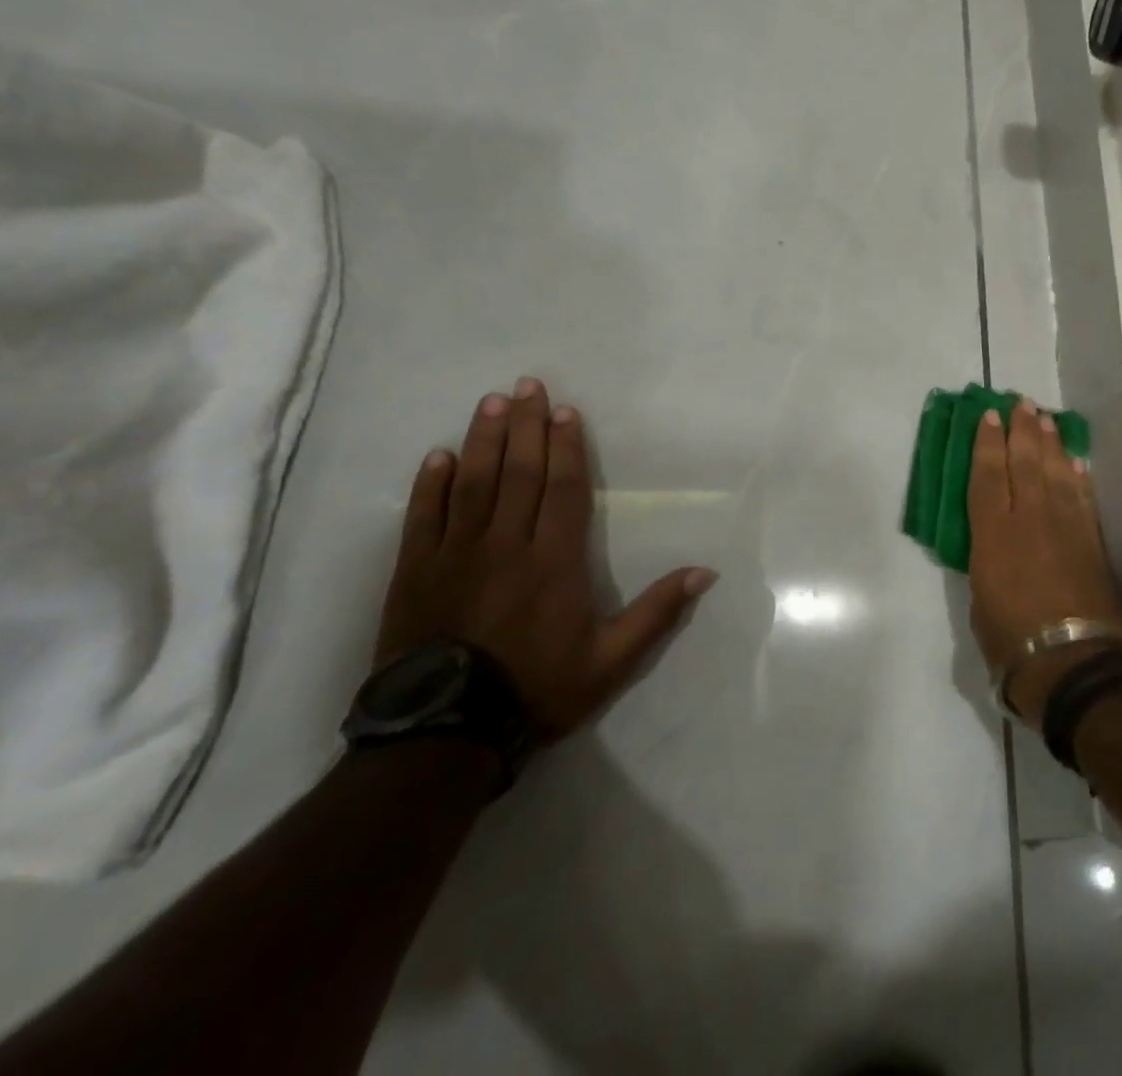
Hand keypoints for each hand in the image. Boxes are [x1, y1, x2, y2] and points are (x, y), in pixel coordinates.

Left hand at [375, 378, 717, 739]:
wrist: (444, 735)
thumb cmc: (537, 690)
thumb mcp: (611, 661)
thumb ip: (656, 613)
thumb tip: (705, 572)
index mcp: (554, 561)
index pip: (563, 489)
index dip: (565, 447)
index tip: (564, 411)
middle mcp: (507, 545)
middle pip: (519, 473)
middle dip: (525, 426)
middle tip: (527, 385)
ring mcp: (456, 555)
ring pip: (473, 484)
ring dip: (483, 440)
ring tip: (491, 402)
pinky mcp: (416, 572)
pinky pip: (424, 517)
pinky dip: (430, 484)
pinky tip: (439, 456)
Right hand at [967, 398, 1121, 727]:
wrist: (1074, 664)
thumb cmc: (1012, 641)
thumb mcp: (980, 600)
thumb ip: (986, 564)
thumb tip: (995, 550)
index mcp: (993, 534)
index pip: (987, 476)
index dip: (987, 443)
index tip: (989, 416)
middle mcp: (1029, 519)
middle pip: (1024, 463)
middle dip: (1021, 430)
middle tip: (1021, 403)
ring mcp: (1065, 527)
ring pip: (1055, 472)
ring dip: (1050, 443)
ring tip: (1045, 419)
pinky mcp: (1091, 542)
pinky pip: (1082, 497)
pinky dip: (1077, 475)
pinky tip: (1074, 461)